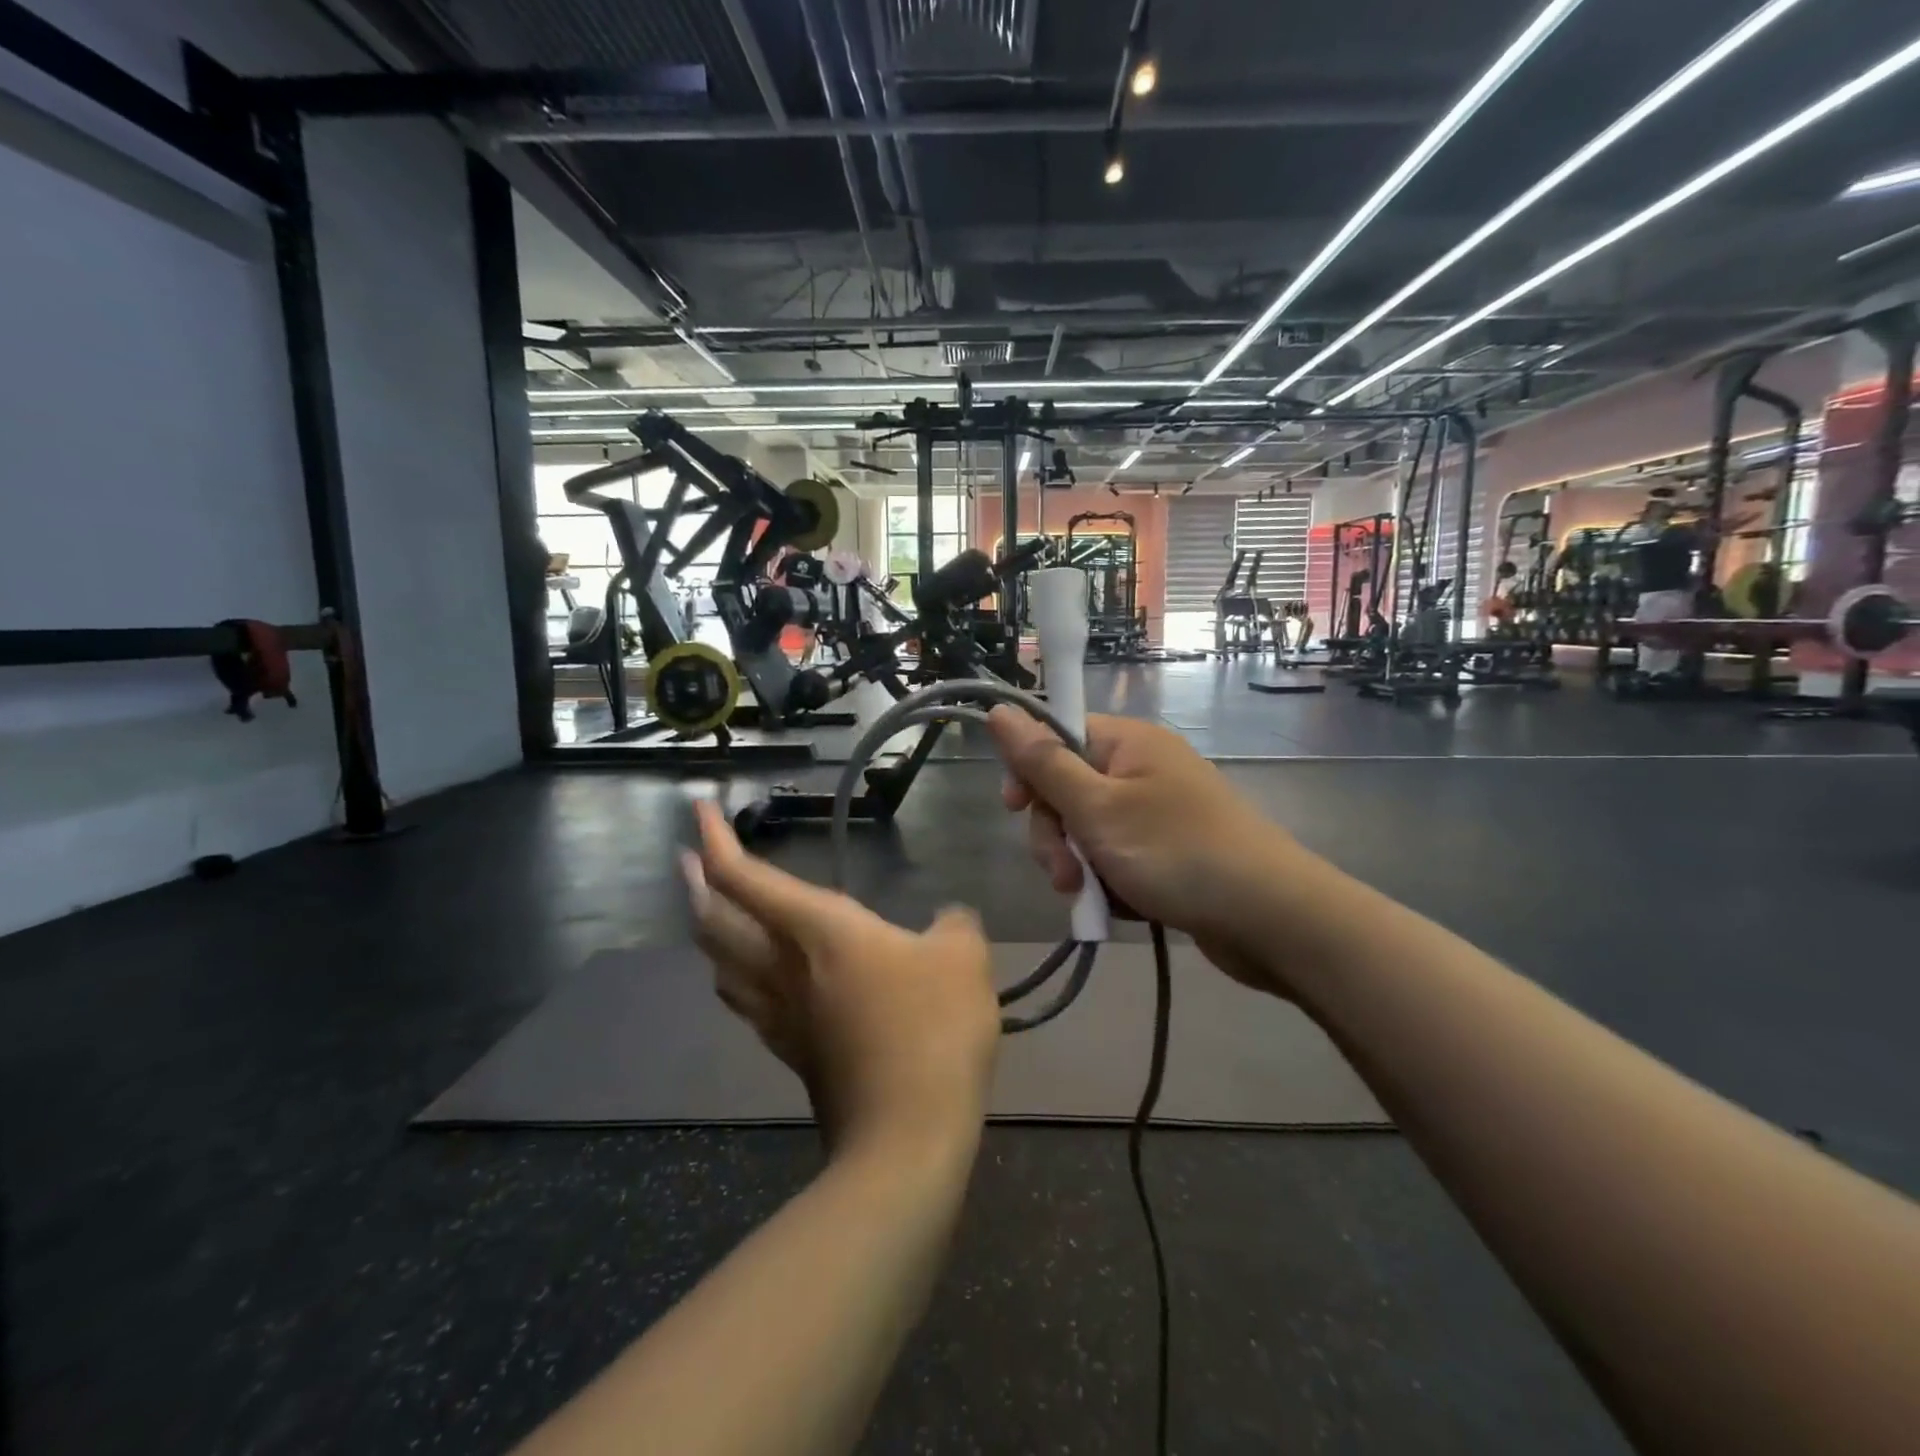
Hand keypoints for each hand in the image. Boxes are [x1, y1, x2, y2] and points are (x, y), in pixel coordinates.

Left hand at [683, 800, 1000, 1159]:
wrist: (906, 1136)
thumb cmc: (932, 1029)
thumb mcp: (963, 957)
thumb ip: (955, 924)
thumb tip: (948, 919)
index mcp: (817, 930)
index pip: (745, 877)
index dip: (715, 840)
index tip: (701, 809)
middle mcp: (784, 966)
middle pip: (715, 922)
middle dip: (696, 884)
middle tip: (688, 860)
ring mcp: (781, 1014)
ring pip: (720, 965)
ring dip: (707, 931)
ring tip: (710, 914)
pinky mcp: (791, 1052)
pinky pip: (745, 1001)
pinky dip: (734, 976)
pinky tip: (751, 979)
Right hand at [985, 709, 1299, 987]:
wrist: (1269, 918)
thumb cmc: (1175, 852)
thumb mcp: (1096, 808)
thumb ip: (1042, 762)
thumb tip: (999, 710)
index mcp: (1126, 742)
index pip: (1056, 736)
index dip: (1029, 771)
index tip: (1015, 809)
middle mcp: (1140, 768)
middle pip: (1067, 790)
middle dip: (1056, 835)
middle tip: (1066, 874)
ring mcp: (1155, 812)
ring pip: (1087, 831)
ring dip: (1079, 865)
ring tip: (1093, 898)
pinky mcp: (1166, 851)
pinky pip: (1115, 857)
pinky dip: (1109, 881)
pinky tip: (1120, 905)